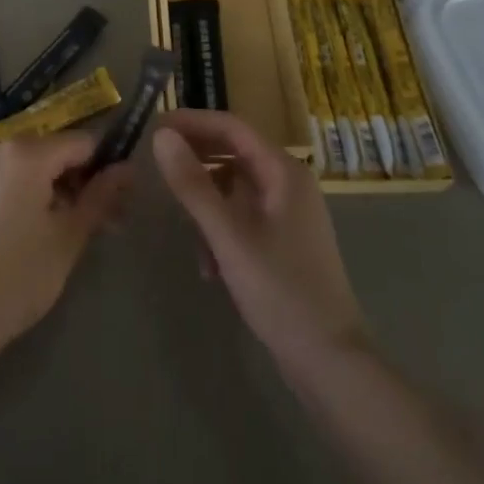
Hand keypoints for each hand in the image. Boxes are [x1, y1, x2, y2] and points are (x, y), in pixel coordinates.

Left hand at [0, 132, 128, 362]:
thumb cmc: (16, 277)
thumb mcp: (68, 237)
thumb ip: (100, 197)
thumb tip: (127, 168)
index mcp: (27, 151)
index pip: (82, 142)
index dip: (104, 168)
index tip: (117, 202)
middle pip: (54, 152)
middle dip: (79, 182)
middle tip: (100, 225)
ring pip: (30, 166)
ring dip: (54, 190)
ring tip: (69, 234)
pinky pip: (7, 178)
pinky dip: (26, 195)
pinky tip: (34, 233)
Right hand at [152, 110, 370, 372]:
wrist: (330, 361)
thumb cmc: (280, 290)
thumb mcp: (228, 236)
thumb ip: (193, 184)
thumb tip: (161, 135)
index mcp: (283, 170)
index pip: (231, 126)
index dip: (192, 122)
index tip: (154, 126)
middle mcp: (289, 182)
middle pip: (234, 152)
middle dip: (196, 158)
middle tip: (156, 164)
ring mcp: (289, 212)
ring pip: (236, 186)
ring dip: (207, 199)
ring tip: (181, 223)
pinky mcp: (284, 240)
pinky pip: (243, 215)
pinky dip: (221, 227)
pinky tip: (208, 264)